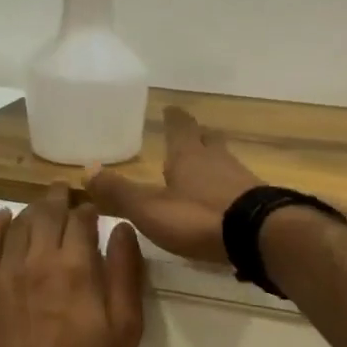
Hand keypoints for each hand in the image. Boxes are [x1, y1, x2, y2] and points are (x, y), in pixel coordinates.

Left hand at [0, 183, 145, 346]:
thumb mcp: (126, 326)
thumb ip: (125, 272)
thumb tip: (121, 228)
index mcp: (76, 265)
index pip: (81, 218)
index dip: (89, 209)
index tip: (94, 211)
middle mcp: (38, 259)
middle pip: (46, 212)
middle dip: (59, 199)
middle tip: (66, 193)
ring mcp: (6, 273)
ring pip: (18, 224)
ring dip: (32, 209)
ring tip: (42, 206)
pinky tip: (2, 218)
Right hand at [84, 107, 260, 263]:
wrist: (259, 236)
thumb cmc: (198, 217)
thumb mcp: (150, 208)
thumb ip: (119, 192)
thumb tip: (87, 168)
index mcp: (189, 156)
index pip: (180, 128)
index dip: (174, 119)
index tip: (171, 109)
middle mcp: (217, 161)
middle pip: (208, 141)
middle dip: (198, 137)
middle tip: (192, 135)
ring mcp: (242, 180)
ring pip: (225, 162)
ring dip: (214, 163)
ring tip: (205, 169)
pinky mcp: (259, 202)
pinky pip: (239, 187)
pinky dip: (228, 188)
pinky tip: (224, 201)